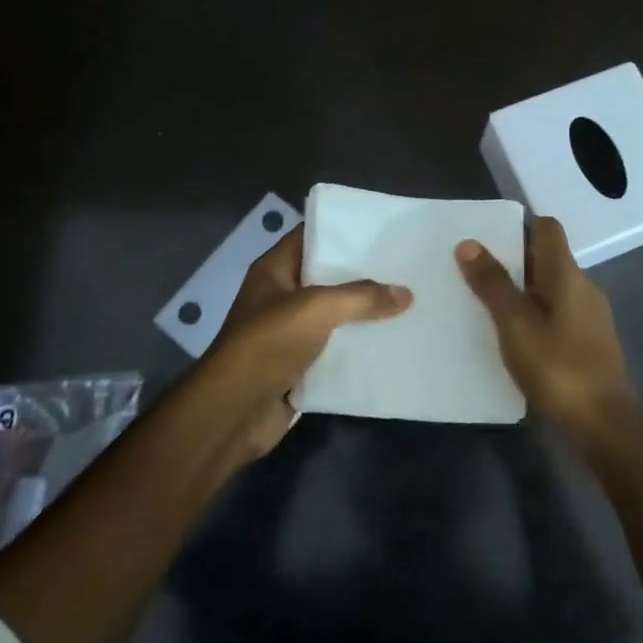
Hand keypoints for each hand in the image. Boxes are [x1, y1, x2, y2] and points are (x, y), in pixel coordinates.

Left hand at [196, 226, 410, 459]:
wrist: (234, 412)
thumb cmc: (269, 343)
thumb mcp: (317, 308)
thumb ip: (362, 297)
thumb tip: (405, 293)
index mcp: (274, 271)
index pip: (311, 237)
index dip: (343, 231)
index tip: (381, 231)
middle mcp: (280, 297)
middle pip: (327, 277)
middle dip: (363, 274)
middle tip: (405, 267)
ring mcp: (289, 333)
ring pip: (334, 316)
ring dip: (364, 314)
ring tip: (408, 303)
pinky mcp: (299, 366)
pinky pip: (334, 350)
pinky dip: (357, 349)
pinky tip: (391, 343)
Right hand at [455, 217, 635, 444]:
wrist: (604, 425)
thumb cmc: (558, 369)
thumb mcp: (515, 325)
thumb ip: (492, 284)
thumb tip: (469, 244)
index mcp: (567, 275)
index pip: (547, 228)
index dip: (517, 227)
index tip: (486, 241)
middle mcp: (583, 287)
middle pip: (546, 258)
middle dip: (511, 261)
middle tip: (472, 273)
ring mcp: (589, 316)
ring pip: (549, 289)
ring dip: (520, 291)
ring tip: (483, 306)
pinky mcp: (588, 342)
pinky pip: (556, 314)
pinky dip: (533, 315)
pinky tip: (511, 337)